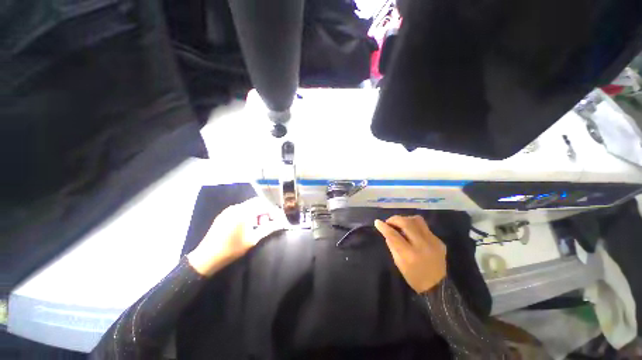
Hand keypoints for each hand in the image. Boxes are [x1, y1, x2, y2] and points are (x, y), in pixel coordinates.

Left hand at [187, 197, 284, 275]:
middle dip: (264, 210)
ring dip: (256, 212)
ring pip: (248, 205)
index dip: (272, 211)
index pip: (264, 205)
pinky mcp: (223, 215)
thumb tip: (280, 223)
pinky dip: (247, 213)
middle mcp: (236, 207)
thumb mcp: (252, 240)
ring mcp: (228, 210)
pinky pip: (239, 209)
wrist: (206, 257)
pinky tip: (246, 225)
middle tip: (267, 222)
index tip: (277, 219)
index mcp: (244, 212)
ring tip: (257, 225)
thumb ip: (268, 229)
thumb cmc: (232, 249)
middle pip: (256, 202)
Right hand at [374, 216, 446, 293]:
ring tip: (400, 225)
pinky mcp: (439, 241)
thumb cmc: (413, 277)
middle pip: (406, 223)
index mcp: (410, 254)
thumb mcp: (398, 263)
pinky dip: (415, 227)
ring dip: (406, 219)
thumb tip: (387, 231)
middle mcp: (423, 245)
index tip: (377, 222)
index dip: (384, 227)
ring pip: (417, 220)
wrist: (438, 286)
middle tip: (389, 222)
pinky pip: (424, 227)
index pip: (394, 235)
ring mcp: (433, 241)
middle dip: (394, 219)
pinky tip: (412, 234)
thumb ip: (392, 245)